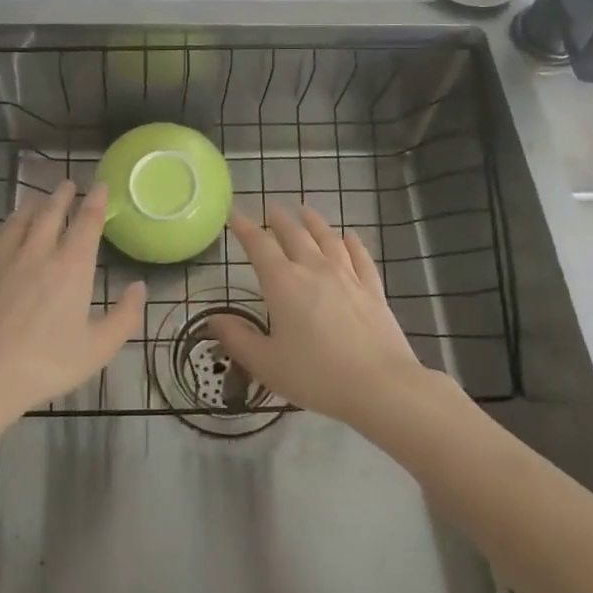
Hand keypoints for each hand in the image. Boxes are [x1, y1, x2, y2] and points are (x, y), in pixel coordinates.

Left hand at [0, 180, 145, 421]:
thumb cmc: (45, 365)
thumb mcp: (98, 349)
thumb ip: (124, 316)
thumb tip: (139, 286)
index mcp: (71, 267)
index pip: (87, 222)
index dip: (96, 201)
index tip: (100, 186)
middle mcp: (37, 252)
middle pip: (50, 212)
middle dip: (62, 195)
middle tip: (67, 184)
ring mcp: (0, 259)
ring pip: (17, 221)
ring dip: (30, 206)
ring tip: (36, 200)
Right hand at [208, 203, 427, 425]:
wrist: (379, 385)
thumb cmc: (315, 375)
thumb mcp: (265, 363)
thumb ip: (237, 339)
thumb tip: (213, 320)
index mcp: (283, 283)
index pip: (259, 246)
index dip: (245, 228)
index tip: (235, 213)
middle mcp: (314, 269)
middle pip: (294, 234)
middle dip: (279, 220)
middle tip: (271, 208)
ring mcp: (347, 276)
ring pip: (327, 238)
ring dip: (314, 222)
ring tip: (305, 211)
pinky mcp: (372, 289)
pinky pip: (360, 256)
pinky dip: (352, 242)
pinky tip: (349, 236)